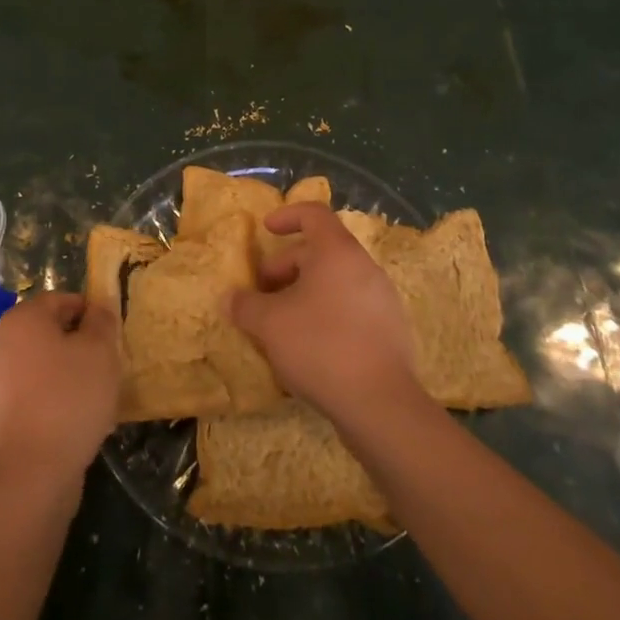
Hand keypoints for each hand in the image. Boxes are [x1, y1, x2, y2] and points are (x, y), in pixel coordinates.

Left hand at [0, 293, 120, 503]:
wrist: (32, 473)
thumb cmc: (70, 398)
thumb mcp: (100, 351)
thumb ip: (101, 321)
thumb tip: (97, 307)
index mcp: (21, 319)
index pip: (59, 300)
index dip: (87, 312)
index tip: (108, 334)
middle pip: (43, 332)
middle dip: (72, 343)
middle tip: (101, 364)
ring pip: (33, 366)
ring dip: (58, 373)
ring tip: (86, 396)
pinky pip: (23, 396)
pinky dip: (43, 400)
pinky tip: (65, 422)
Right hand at [226, 203, 421, 429]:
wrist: (380, 405)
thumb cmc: (320, 346)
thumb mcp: (269, 324)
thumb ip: (245, 305)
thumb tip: (229, 298)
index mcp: (338, 252)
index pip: (314, 213)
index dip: (287, 216)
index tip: (266, 230)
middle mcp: (365, 267)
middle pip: (321, 251)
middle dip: (287, 267)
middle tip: (263, 294)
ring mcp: (382, 299)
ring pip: (336, 282)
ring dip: (306, 293)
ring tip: (282, 322)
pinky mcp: (391, 331)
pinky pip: (352, 308)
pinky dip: (327, 314)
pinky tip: (310, 347)